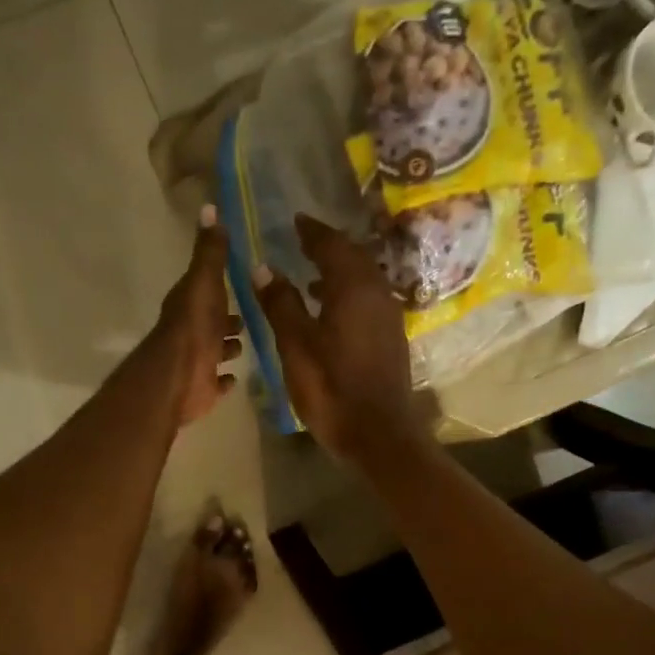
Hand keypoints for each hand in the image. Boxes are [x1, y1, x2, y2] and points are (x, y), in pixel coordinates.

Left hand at [153, 205, 242, 425]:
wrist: (178, 377)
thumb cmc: (194, 326)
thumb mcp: (205, 282)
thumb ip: (210, 251)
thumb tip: (209, 207)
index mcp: (190, 304)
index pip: (207, 288)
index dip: (222, 284)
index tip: (244, 278)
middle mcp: (191, 331)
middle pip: (214, 321)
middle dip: (230, 319)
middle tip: (253, 315)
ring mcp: (197, 361)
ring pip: (216, 350)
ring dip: (228, 347)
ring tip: (248, 343)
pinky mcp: (203, 388)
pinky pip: (217, 382)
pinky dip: (224, 380)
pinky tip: (235, 378)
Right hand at [254, 214, 428, 463]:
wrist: (378, 433)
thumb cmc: (331, 388)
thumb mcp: (296, 345)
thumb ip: (280, 303)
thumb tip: (263, 267)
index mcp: (353, 288)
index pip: (332, 245)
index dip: (312, 231)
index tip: (295, 221)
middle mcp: (377, 292)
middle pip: (353, 256)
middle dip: (328, 245)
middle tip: (302, 240)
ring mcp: (389, 314)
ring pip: (363, 277)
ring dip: (339, 269)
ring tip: (310, 273)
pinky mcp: (391, 335)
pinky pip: (369, 297)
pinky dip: (348, 291)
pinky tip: (330, 308)